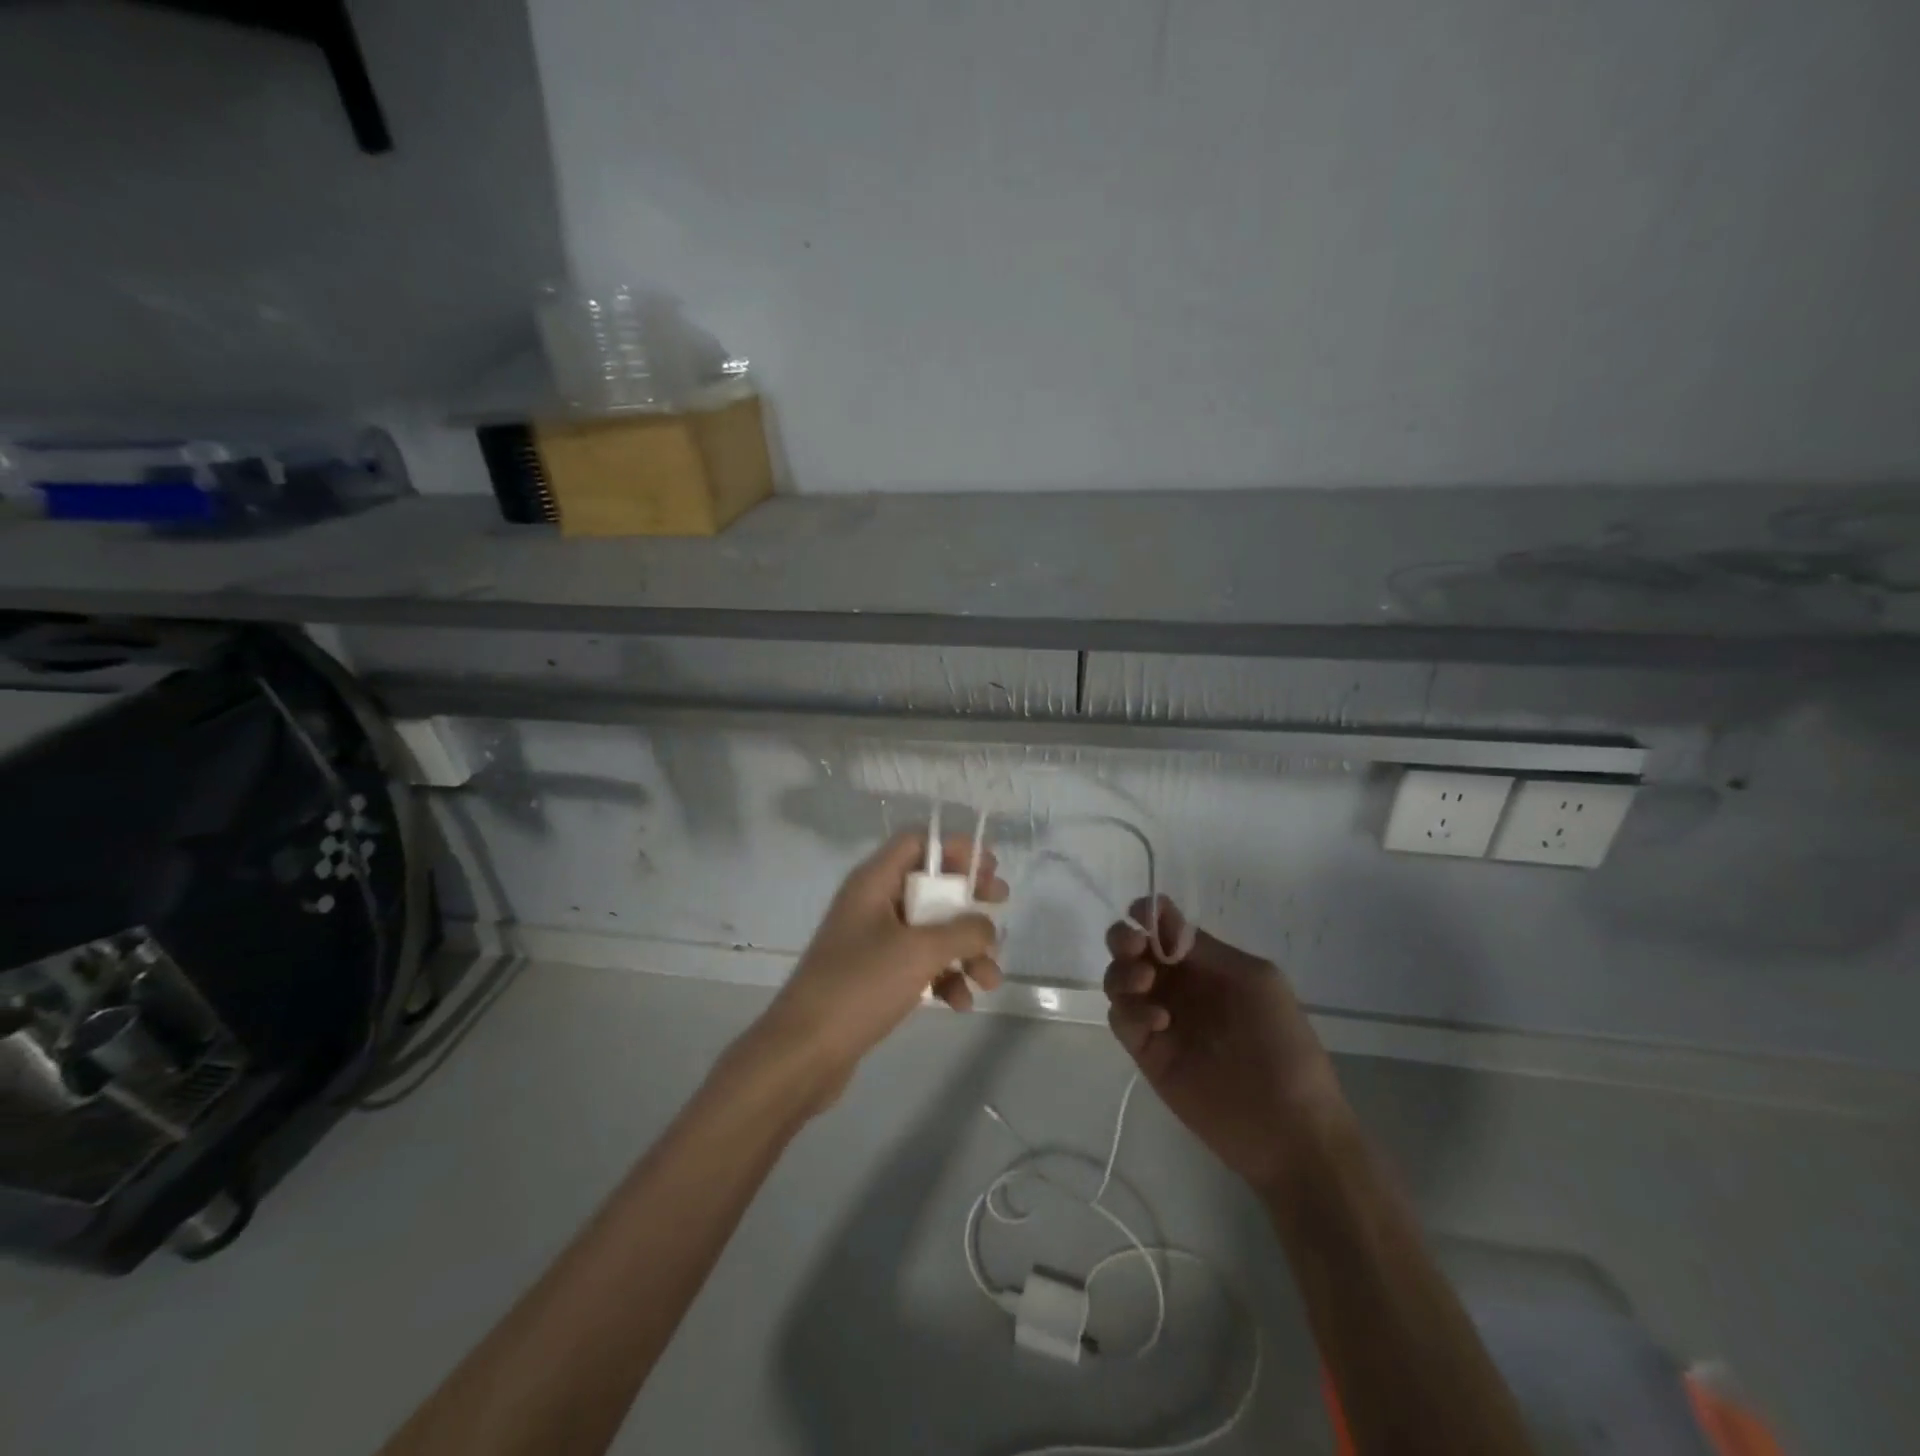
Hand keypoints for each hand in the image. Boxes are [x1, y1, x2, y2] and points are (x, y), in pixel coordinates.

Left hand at [748, 830, 1007, 1108]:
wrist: (804, 1052)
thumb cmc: (860, 986)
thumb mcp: (919, 951)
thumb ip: (962, 931)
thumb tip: (986, 926)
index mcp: (874, 882)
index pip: (917, 842)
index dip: (955, 849)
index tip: (989, 868)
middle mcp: (872, 904)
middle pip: (930, 886)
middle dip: (968, 901)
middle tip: (1001, 907)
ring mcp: (873, 942)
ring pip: (930, 931)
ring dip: (964, 950)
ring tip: (989, 980)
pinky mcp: (875, 976)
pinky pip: (918, 964)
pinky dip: (944, 977)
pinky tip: (961, 1003)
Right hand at [1104, 897, 1346, 1194]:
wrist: (1288, 1127)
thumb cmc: (1283, 1045)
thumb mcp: (1257, 981)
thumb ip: (1207, 951)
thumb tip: (1163, 923)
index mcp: (1207, 966)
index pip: (1167, 930)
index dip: (1149, 915)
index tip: (1141, 912)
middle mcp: (1179, 987)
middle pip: (1133, 950)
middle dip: (1124, 938)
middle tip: (1134, 946)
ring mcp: (1160, 1020)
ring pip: (1119, 981)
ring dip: (1122, 971)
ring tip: (1145, 982)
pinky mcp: (1147, 1054)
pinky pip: (1121, 1021)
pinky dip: (1129, 1012)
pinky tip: (1159, 1022)